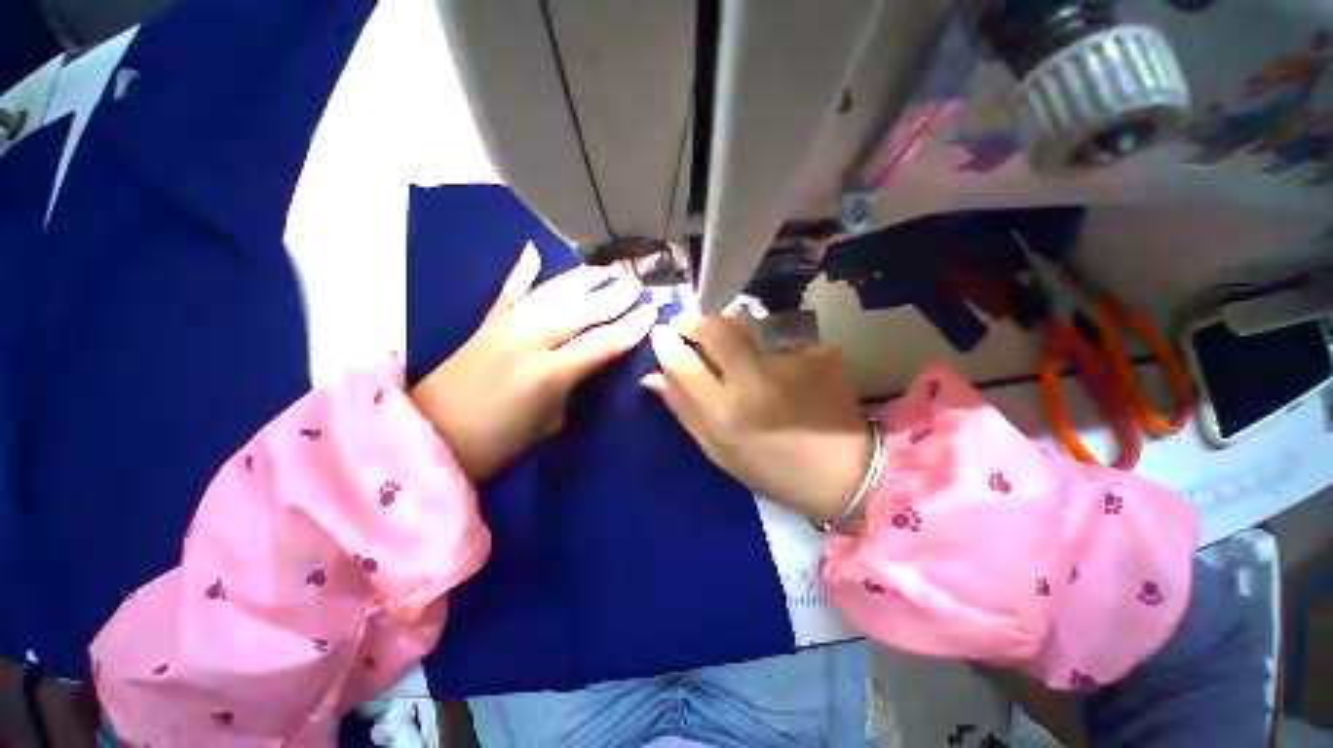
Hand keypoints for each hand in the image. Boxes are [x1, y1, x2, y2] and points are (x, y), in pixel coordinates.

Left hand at [411, 244, 655, 481]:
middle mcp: (530, 339)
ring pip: (551, 292)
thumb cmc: (498, 443)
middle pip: (581, 308)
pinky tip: (533, 251)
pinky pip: (510, 291)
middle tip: (636, 284)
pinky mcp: (486, 323)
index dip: (631, 326)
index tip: (651, 312)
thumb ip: (573, 385)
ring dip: (582, 279)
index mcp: (550, 372)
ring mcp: (505, 325)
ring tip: (605, 270)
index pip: (603, 341)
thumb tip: (588, 363)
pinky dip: (523, 271)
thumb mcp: (549, 422)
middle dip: (613, 295)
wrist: (431, 436)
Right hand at [641, 314, 871, 523]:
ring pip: (742, 320)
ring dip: (725, 324)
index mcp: (723, 414)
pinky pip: (773, 334)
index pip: (680, 361)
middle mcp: (752, 382)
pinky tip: (773, 361)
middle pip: (711, 326)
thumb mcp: (718, 451)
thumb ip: (684, 411)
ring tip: (730, 343)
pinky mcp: (814, 353)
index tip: (662, 335)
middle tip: (689, 326)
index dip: (665, 342)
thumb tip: (651, 377)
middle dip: (692, 319)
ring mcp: (786, 363)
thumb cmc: (772, 470)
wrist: (844, 473)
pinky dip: (762, 342)